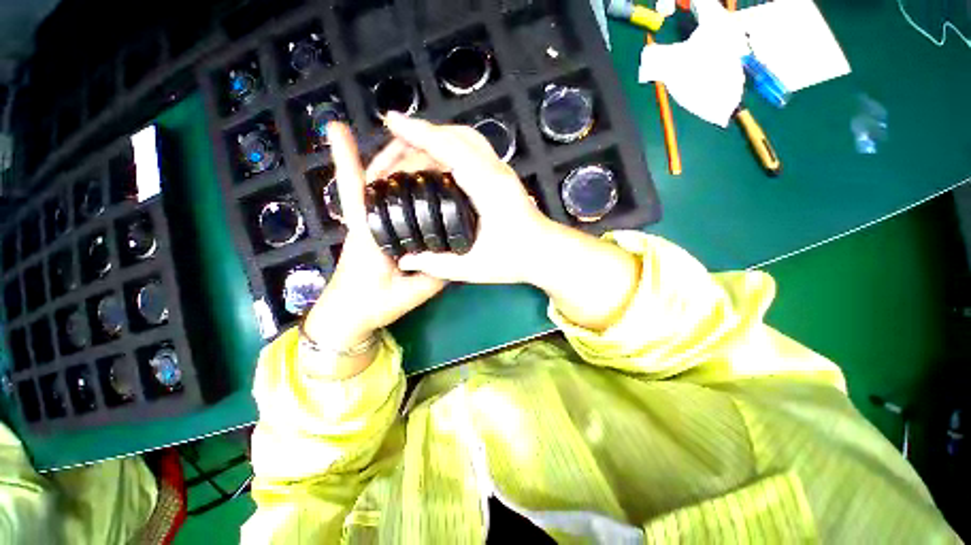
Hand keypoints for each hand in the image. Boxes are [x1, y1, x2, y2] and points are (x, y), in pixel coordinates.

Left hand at [302, 123, 444, 361]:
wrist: (350, 317)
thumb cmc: (373, 305)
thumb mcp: (411, 293)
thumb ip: (435, 275)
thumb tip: (459, 255)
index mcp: (369, 234)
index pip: (356, 190)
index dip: (347, 159)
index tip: (342, 129)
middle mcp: (367, 222)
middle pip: (373, 179)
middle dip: (395, 155)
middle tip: (424, 137)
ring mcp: (369, 224)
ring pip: (377, 186)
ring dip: (394, 164)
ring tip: (422, 147)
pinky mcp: (373, 230)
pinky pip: (385, 200)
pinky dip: (395, 183)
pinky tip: (416, 178)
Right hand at [384, 114, 640, 331]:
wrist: (546, 252)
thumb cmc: (516, 260)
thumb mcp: (475, 268)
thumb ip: (438, 265)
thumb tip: (406, 260)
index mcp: (489, 187)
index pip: (450, 148)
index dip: (418, 132)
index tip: (392, 121)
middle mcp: (495, 170)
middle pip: (455, 135)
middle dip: (419, 135)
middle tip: (391, 155)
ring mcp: (499, 170)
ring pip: (463, 138)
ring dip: (434, 139)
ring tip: (406, 155)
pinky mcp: (499, 175)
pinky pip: (469, 149)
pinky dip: (446, 148)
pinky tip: (432, 163)